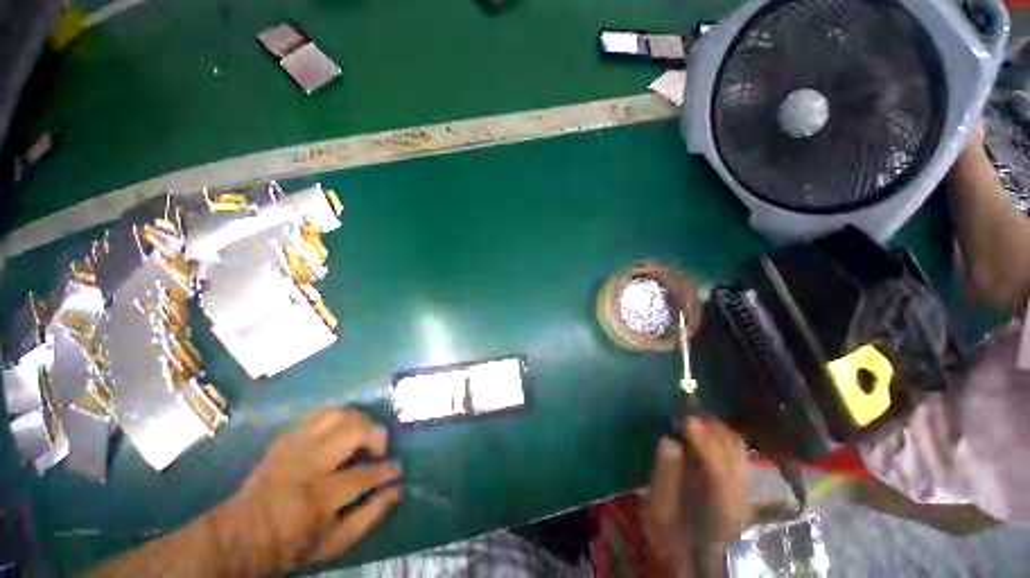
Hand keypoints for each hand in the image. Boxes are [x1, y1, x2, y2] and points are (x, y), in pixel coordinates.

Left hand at [208, 407, 401, 574]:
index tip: (397, 470)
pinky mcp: (286, 437)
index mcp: (317, 497)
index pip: (365, 474)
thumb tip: (396, 489)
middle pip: (354, 431)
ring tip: (364, 436)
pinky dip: (339, 417)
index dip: (388, 470)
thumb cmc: (291, 544)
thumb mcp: (333, 543)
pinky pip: (320, 413)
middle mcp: (307, 464)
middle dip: (377, 436)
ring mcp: (294, 446)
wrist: (240, 534)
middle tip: (380, 450)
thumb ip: (369, 516)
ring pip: (339, 414)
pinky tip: (342, 431)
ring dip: (360, 421)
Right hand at [643, 416, 748, 576]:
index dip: (703, 441)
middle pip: (734, 452)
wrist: (701, 565)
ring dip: (715, 427)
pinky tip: (703, 432)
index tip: (685, 419)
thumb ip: (665, 478)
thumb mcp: (660, 515)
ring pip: (737, 448)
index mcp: (718, 508)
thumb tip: (669, 441)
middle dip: (710, 426)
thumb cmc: (676, 541)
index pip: (718, 469)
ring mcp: (743, 489)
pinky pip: (735, 451)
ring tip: (691, 418)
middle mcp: (738, 495)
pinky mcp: (740, 485)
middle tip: (682, 412)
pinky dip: (720, 435)